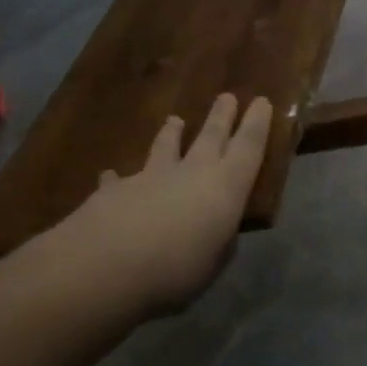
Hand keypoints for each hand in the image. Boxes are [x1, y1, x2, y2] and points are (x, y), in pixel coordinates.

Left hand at [46, 93, 272, 319]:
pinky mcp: (113, 191)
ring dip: (171, 134)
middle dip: (221, 117)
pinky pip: (118, 180)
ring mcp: (150, 178)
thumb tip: (217, 233)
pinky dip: (117, 178)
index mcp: (226, 187)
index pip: (249, 147)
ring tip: (174, 120)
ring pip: (165, 148)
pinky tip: (110, 175)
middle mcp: (192, 172)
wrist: (104, 267)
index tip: (261, 100)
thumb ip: (218, 242)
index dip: (257, 123)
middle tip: (227, 96)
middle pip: (211, 136)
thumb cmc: (176, 269)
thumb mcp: (214, 262)